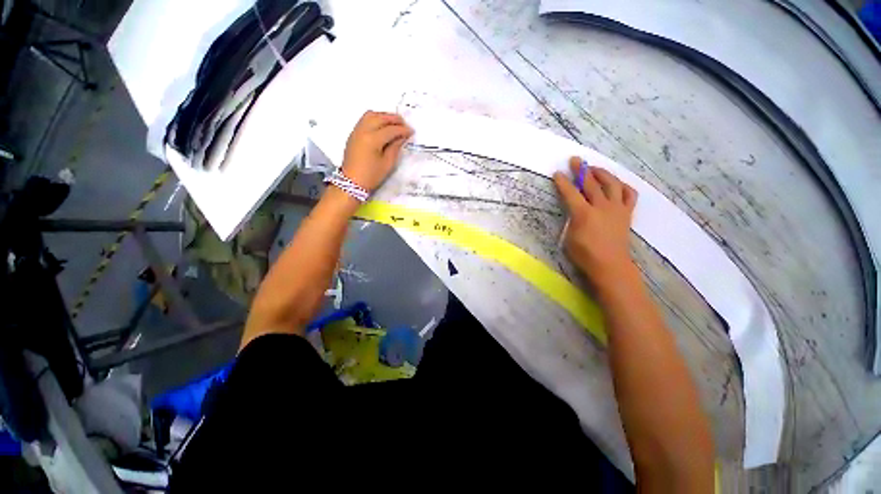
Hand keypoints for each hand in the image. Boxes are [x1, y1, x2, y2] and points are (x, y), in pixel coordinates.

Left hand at [341, 111, 413, 191]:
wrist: (352, 182)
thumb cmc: (371, 176)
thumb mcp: (387, 164)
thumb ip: (395, 147)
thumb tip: (402, 137)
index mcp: (373, 139)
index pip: (391, 130)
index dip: (402, 130)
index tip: (411, 131)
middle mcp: (363, 131)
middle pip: (380, 118)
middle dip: (394, 119)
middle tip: (404, 124)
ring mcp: (357, 131)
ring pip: (371, 115)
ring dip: (384, 116)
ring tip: (394, 123)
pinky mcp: (353, 134)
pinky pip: (365, 119)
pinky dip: (375, 118)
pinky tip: (382, 126)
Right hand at [553, 157, 637, 289]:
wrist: (611, 265)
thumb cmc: (585, 255)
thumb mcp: (569, 237)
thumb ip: (571, 220)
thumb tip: (574, 211)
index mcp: (584, 214)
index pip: (571, 193)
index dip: (563, 182)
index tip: (557, 173)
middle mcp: (601, 207)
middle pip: (591, 183)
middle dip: (581, 170)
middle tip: (575, 160)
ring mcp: (617, 208)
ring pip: (612, 184)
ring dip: (602, 173)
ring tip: (594, 169)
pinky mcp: (626, 213)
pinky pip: (629, 194)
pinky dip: (623, 186)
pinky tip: (616, 184)